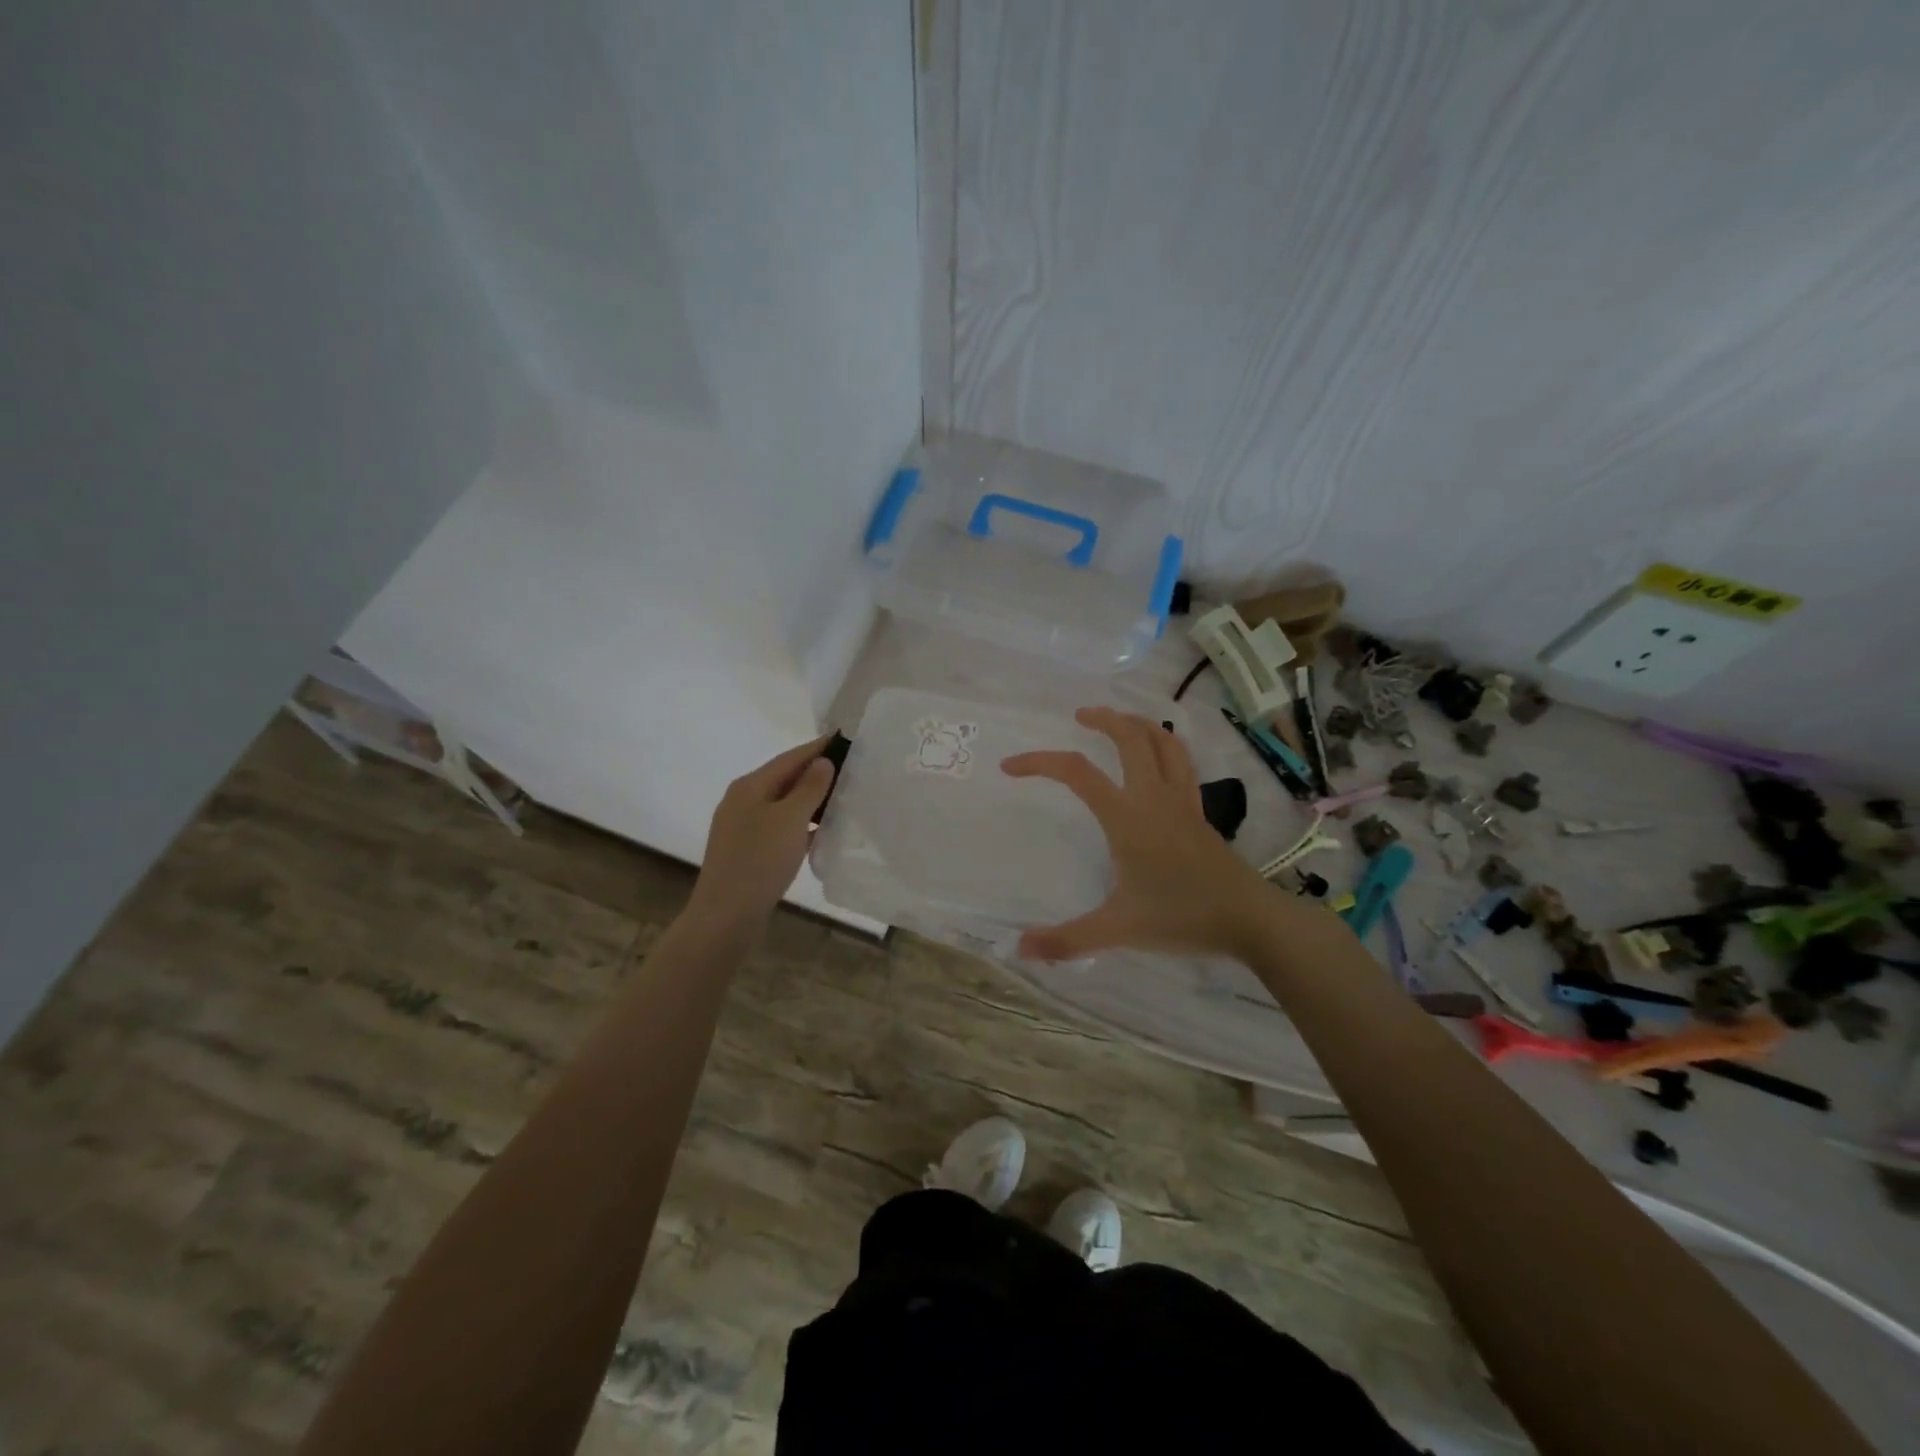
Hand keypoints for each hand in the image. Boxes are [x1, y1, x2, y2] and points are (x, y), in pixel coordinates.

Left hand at [687, 733, 836, 929]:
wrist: (725, 916)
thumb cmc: (759, 862)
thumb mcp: (790, 819)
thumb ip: (809, 787)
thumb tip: (822, 761)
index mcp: (750, 786)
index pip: (790, 757)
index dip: (819, 747)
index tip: (847, 738)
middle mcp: (743, 800)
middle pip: (785, 778)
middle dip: (817, 773)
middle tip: (852, 770)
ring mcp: (742, 826)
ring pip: (783, 804)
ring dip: (811, 800)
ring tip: (843, 799)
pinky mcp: (747, 850)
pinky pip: (779, 826)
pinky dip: (801, 824)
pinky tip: (821, 832)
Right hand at [1001, 707, 1275, 961]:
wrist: (1249, 920)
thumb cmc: (1182, 918)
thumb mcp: (1119, 929)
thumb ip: (1068, 939)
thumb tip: (1020, 950)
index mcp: (1127, 817)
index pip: (1077, 773)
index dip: (1039, 762)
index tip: (1010, 767)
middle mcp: (1154, 797)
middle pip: (1130, 737)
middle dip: (1102, 719)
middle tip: (1079, 717)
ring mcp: (1181, 801)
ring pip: (1163, 743)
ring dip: (1138, 724)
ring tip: (1118, 723)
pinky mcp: (1199, 812)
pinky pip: (1182, 764)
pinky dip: (1165, 747)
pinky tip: (1157, 759)